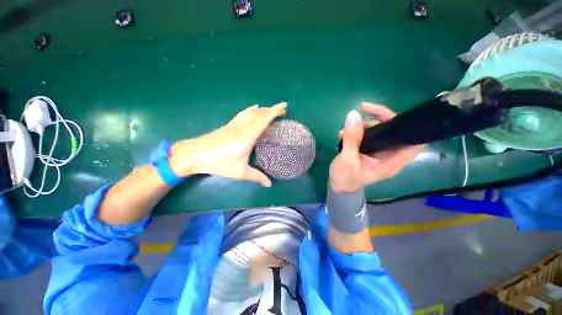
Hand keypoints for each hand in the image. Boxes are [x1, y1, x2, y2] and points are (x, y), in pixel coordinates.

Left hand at [169, 102, 286, 186]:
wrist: (194, 154)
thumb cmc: (219, 163)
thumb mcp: (240, 172)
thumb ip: (256, 177)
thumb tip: (269, 184)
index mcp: (248, 136)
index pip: (264, 120)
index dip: (275, 111)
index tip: (284, 105)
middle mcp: (242, 127)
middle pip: (259, 114)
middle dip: (272, 110)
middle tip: (282, 110)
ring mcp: (234, 124)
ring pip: (251, 112)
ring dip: (262, 109)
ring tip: (270, 110)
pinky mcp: (228, 125)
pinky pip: (243, 114)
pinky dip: (251, 110)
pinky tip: (253, 109)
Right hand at [329, 102, 424, 192]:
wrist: (338, 186)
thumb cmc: (345, 177)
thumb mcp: (347, 159)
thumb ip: (352, 138)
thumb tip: (353, 114)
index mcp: (392, 161)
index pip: (415, 141)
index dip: (411, 126)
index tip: (395, 115)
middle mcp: (390, 154)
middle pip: (395, 130)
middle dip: (380, 119)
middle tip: (361, 113)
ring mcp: (379, 151)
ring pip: (380, 130)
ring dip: (363, 125)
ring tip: (344, 131)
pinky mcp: (369, 149)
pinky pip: (368, 134)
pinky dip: (357, 131)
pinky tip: (343, 135)